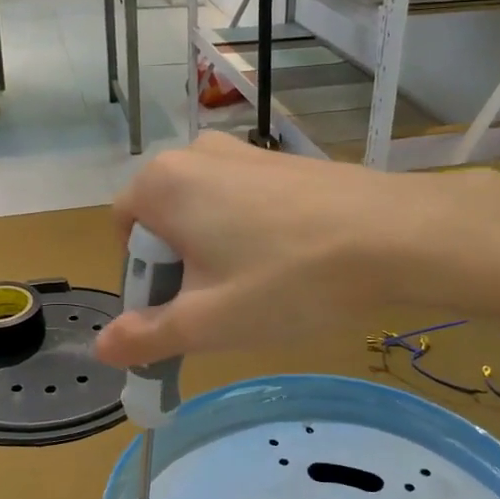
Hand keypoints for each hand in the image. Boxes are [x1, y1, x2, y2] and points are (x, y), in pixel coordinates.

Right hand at [97, 132, 487, 367]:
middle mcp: (196, 154)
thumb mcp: (208, 323)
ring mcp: (246, 152)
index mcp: (162, 183)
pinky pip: (245, 204)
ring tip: (259, 291)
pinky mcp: (285, 162)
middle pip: (163, 223)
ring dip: (215, 257)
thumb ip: (146, 337)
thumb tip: (104, 346)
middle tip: (220, 310)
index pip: (122, 237)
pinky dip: (250, 238)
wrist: (396, 237)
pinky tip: (290, 266)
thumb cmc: (288, 281)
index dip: (143, 286)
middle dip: (179, 271)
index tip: (182, 317)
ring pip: (206, 215)